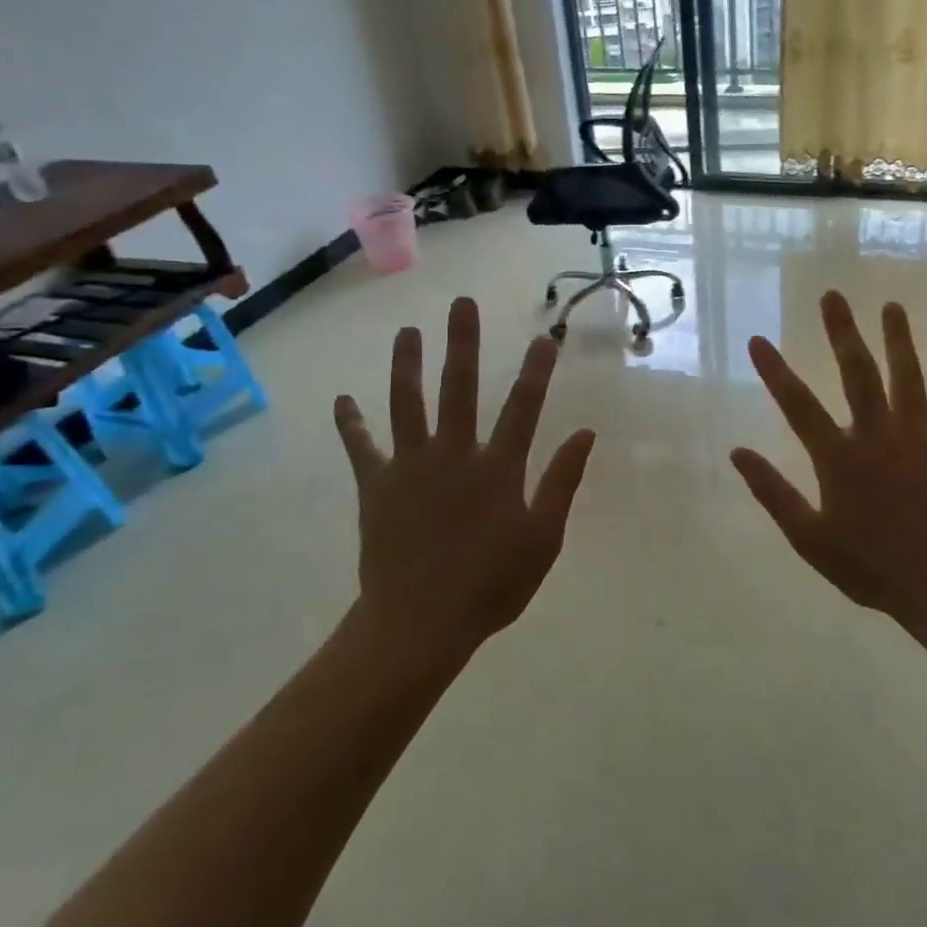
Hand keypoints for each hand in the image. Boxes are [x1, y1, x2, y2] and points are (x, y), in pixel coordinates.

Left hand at [334, 297, 595, 666]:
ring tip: (407, 331)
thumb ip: (562, 482)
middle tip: (461, 303)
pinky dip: (351, 424)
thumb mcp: (543, 538)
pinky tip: (342, 399)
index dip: (535, 370)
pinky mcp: (377, 486)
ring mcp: (410, 467)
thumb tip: (584, 434)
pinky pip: (361, 448)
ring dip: (407, 365)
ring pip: (407, 403)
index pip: (523, 407)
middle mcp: (453, 454)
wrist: (420, 623)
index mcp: (497, 468)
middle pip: (460, 388)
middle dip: (462, 343)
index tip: (543, 337)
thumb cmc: (491, 585)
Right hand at [731, 292, 926, 645]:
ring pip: (905, 375)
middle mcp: (877, 435)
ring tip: (890, 305)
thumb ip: (773, 493)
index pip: (797, 405)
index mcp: (838, 458)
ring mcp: (919, 436)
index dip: (774, 371)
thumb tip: (737, 452)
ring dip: (897, 337)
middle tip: (832, 296)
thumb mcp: (810, 539)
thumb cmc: (872, 567)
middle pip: (856, 372)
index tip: (758, 340)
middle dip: (841, 332)